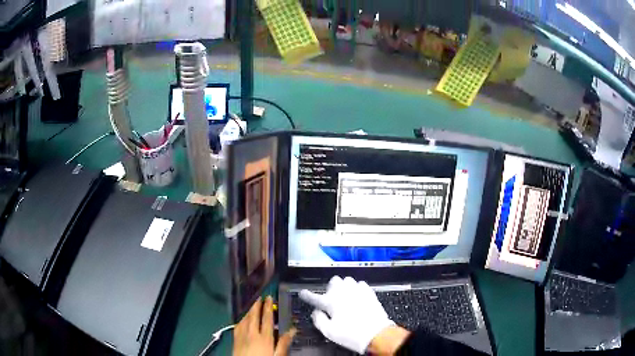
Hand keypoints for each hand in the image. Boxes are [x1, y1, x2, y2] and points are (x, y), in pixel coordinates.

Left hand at [233, 296, 295, 355]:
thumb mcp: (277, 355)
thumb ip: (284, 343)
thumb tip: (292, 330)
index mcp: (264, 337)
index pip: (266, 319)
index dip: (268, 307)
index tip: (269, 298)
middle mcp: (251, 334)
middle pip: (253, 316)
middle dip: (257, 305)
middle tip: (260, 297)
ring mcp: (241, 336)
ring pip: (245, 319)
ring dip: (249, 311)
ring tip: (252, 305)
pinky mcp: (235, 340)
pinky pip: (237, 325)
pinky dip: (241, 319)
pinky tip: (242, 319)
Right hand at [299, 276, 397, 353]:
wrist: (376, 334)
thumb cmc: (351, 334)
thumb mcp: (329, 332)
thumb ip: (318, 320)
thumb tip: (316, 312)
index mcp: (331, 303)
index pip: (313, 297)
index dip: (306, 295)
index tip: (303, 293)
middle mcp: (343, 293)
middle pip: (333, 281)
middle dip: (330, 288)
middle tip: (331, 299)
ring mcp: (357, 291)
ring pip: (347, 280)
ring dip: (344, 286)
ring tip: (345, 296)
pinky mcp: (369, 292)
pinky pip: (360, 284)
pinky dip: (357, 288)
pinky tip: (358, 296)